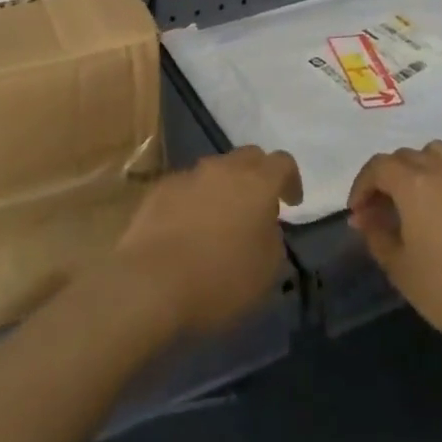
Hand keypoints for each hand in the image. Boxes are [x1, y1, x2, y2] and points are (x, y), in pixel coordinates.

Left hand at [110, 146, 301, 336]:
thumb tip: (264, 226)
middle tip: (258, 206)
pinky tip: (188, 230)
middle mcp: (223, 169)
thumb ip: (272, 239)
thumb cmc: (219, 280)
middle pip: (248, 157)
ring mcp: (188, 175)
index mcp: (257, 183)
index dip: (291, 180)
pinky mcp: (159, 190)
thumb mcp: (267, 271)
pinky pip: (186, 188)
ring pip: (215, 171)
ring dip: (223, 189)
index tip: (291, 203)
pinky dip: (194, 201)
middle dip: (258, 176)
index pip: (283, 162)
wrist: (150, 284)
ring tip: (220, 221)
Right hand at [348, 141, 441, 355]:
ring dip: (416, 170)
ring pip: (435, 155)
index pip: (378, 167)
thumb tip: (366, 217)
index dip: (362, 186)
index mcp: (414, 182)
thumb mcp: (401, 269)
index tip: (357, 212)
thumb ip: (377, 236)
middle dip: (386, 179)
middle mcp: (441, 168)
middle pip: (405, 157)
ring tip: (413, 202)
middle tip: (379, 212)